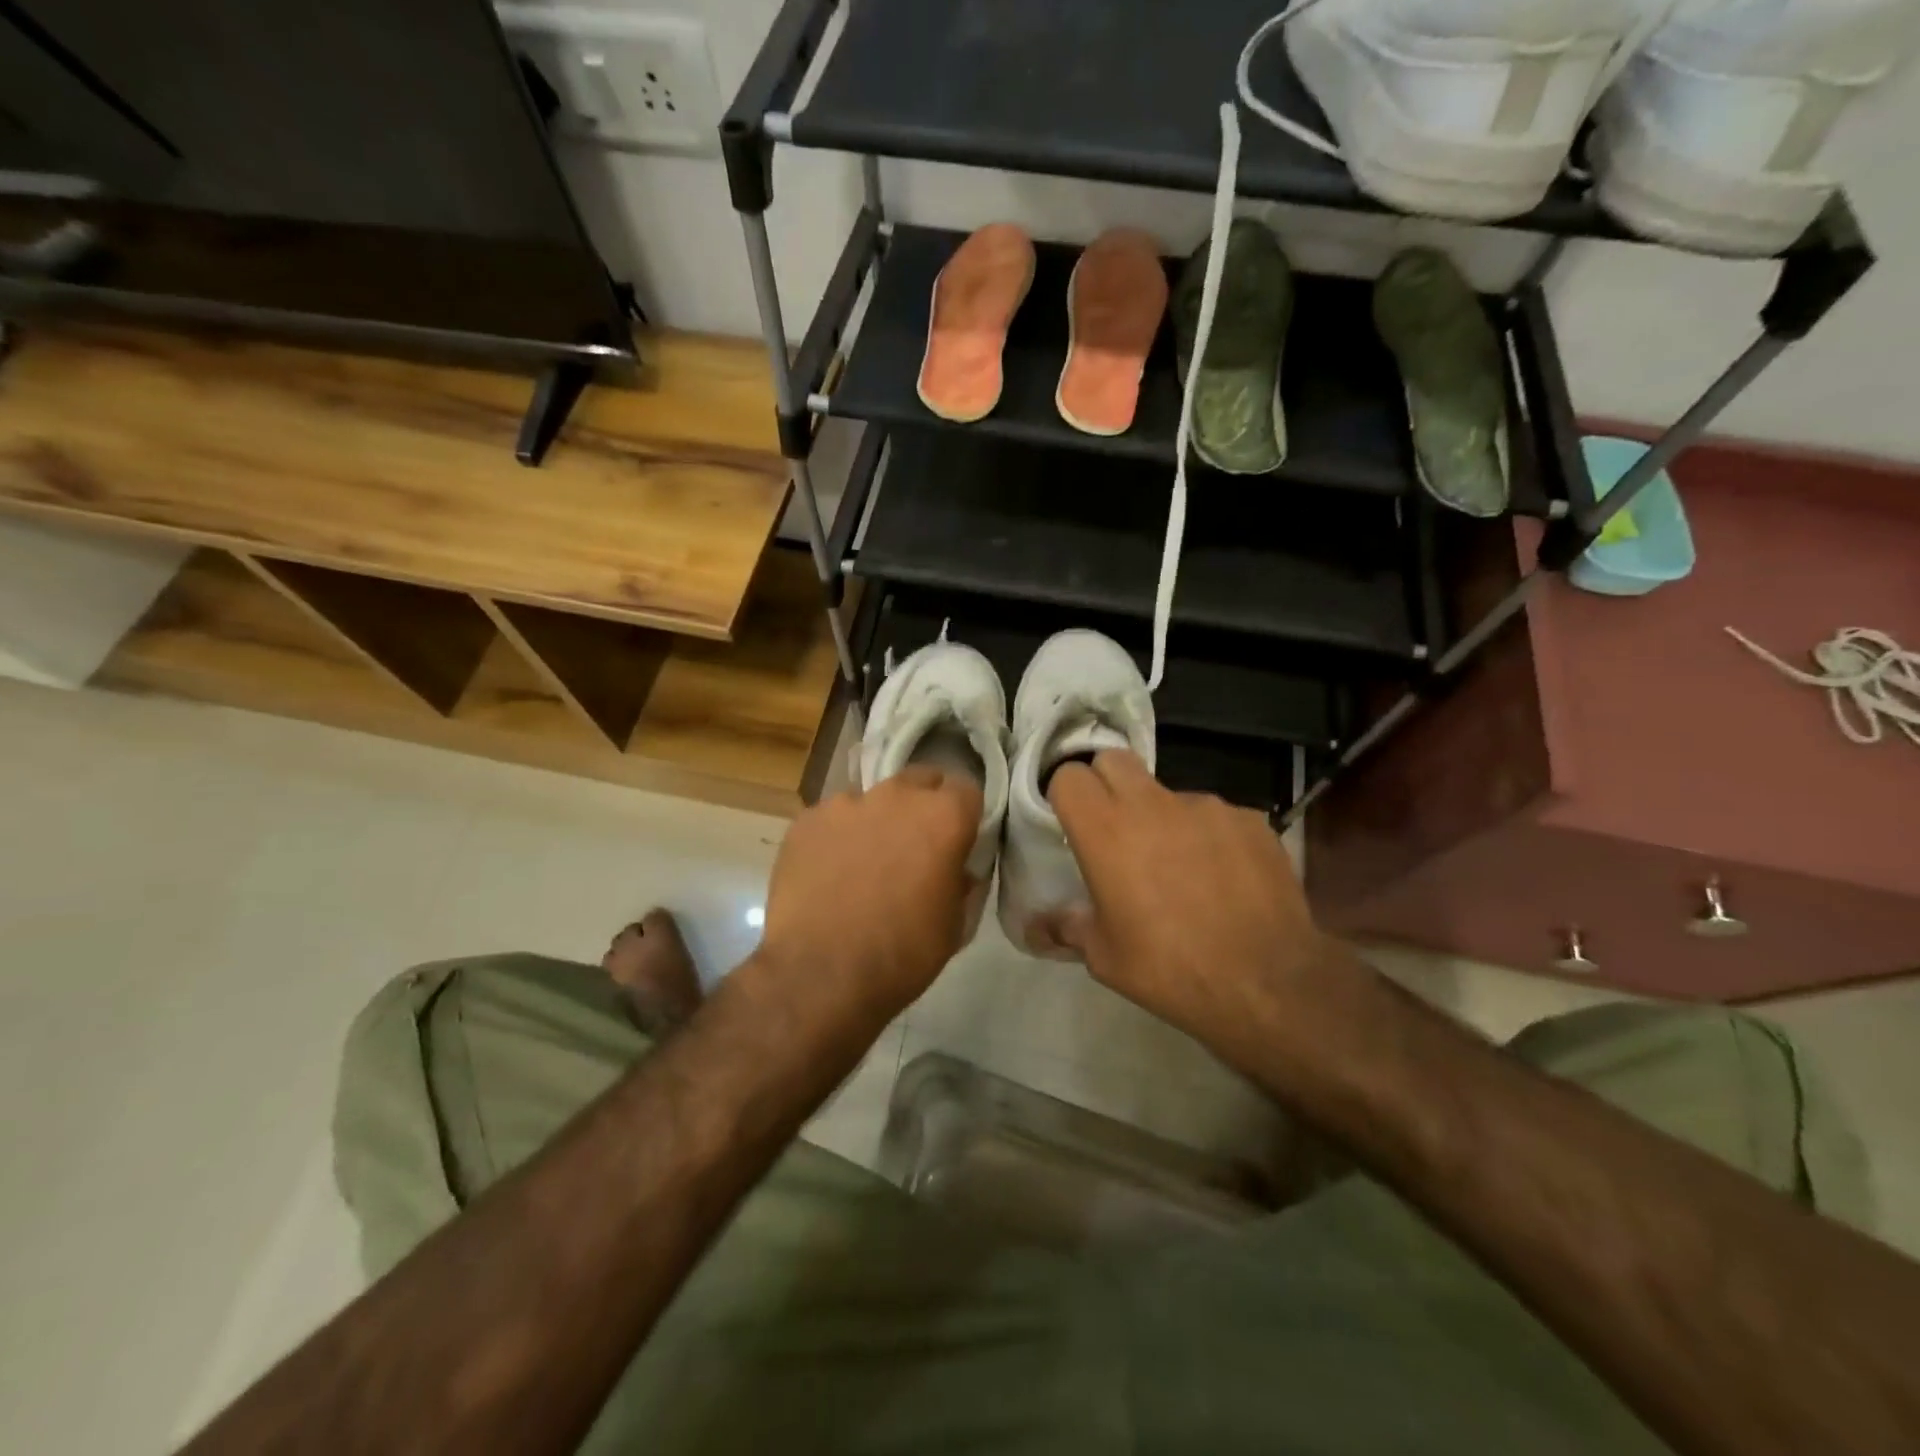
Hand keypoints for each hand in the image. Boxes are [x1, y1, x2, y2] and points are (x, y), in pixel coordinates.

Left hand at [754, 767, 982, 1034]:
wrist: (820, 974)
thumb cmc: (902, 953)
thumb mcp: (954, 925)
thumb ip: (961, 882)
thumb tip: (957, 869)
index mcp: (942, 817)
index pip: (967, 791)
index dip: (965, 815)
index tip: (959, 839)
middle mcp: (896, 796)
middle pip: (919, 781)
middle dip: (923, 804)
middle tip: (915, 845)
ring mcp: (845, 803)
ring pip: (871, 800)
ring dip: (876, 821)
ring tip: (863, 863)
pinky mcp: (806, 820)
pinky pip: (831, 819)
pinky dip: (836, 838)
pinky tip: (828, 873)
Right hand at [1048, 751, 1335, 1055]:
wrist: (1268, 982)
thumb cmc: (1170, 968)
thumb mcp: (1105, 957)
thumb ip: (1069, 926)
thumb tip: (1039, 924)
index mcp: (1106, 830)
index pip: (1069, 776)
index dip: (1066, 795)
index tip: (1072, 824)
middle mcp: (1152, 803)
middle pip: (1115, 760)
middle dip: (1107, 784)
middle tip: (1115, 829)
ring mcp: (1206, 806)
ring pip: (1168, 793)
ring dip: (1163, 817)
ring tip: (1181, 868)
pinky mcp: (1249, 819)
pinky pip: (1215, 816)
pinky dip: (1209, 837)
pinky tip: (1224, 879)